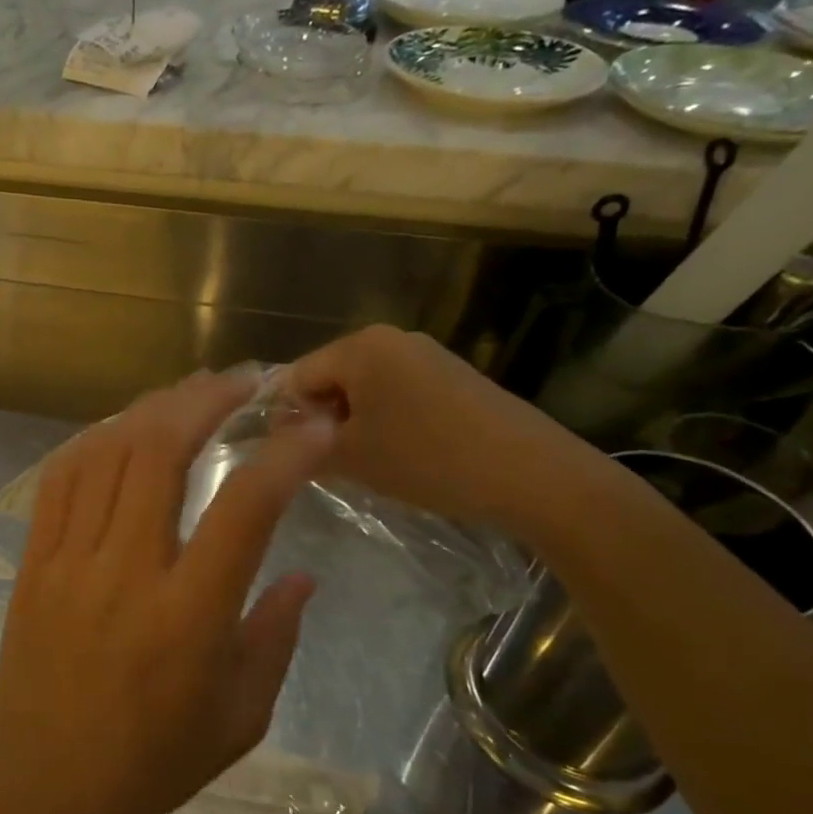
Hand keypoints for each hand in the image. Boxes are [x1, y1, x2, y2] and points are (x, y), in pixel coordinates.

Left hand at [0, 370, 335, 813]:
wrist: (39, 776)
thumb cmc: (148, 759)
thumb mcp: (238, 719)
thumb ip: (275, 638)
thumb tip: (303, 577)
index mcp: (188, 615)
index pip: (245, 509)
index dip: (285, 457)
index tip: (314, 428)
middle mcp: (128, 570)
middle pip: (160, 452)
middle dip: (205, 401)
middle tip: (241, 382)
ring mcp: (72, 557)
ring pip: (108, 452)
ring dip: (152, 408)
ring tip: (188, 390)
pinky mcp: (36, 558)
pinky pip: (62, 477)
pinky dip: (95, 438)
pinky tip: (121, 426)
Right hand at [284, 325, 599, 535]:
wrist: (532, 475)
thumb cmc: (427, 458)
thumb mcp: (351, 457)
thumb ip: (303, 445)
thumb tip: (280, 441)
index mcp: (361, 346)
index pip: (297, 375)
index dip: (286, 416)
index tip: (290, 456)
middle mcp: (392, 339)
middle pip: (331, 377)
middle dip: (321, 418)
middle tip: (325, 463)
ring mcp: (427, 355)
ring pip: (365, 387)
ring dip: (353, 423)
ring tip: (362, 463)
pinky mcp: (454, 376)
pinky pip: (398, 393)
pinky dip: (385, 421)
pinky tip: (399, 455)